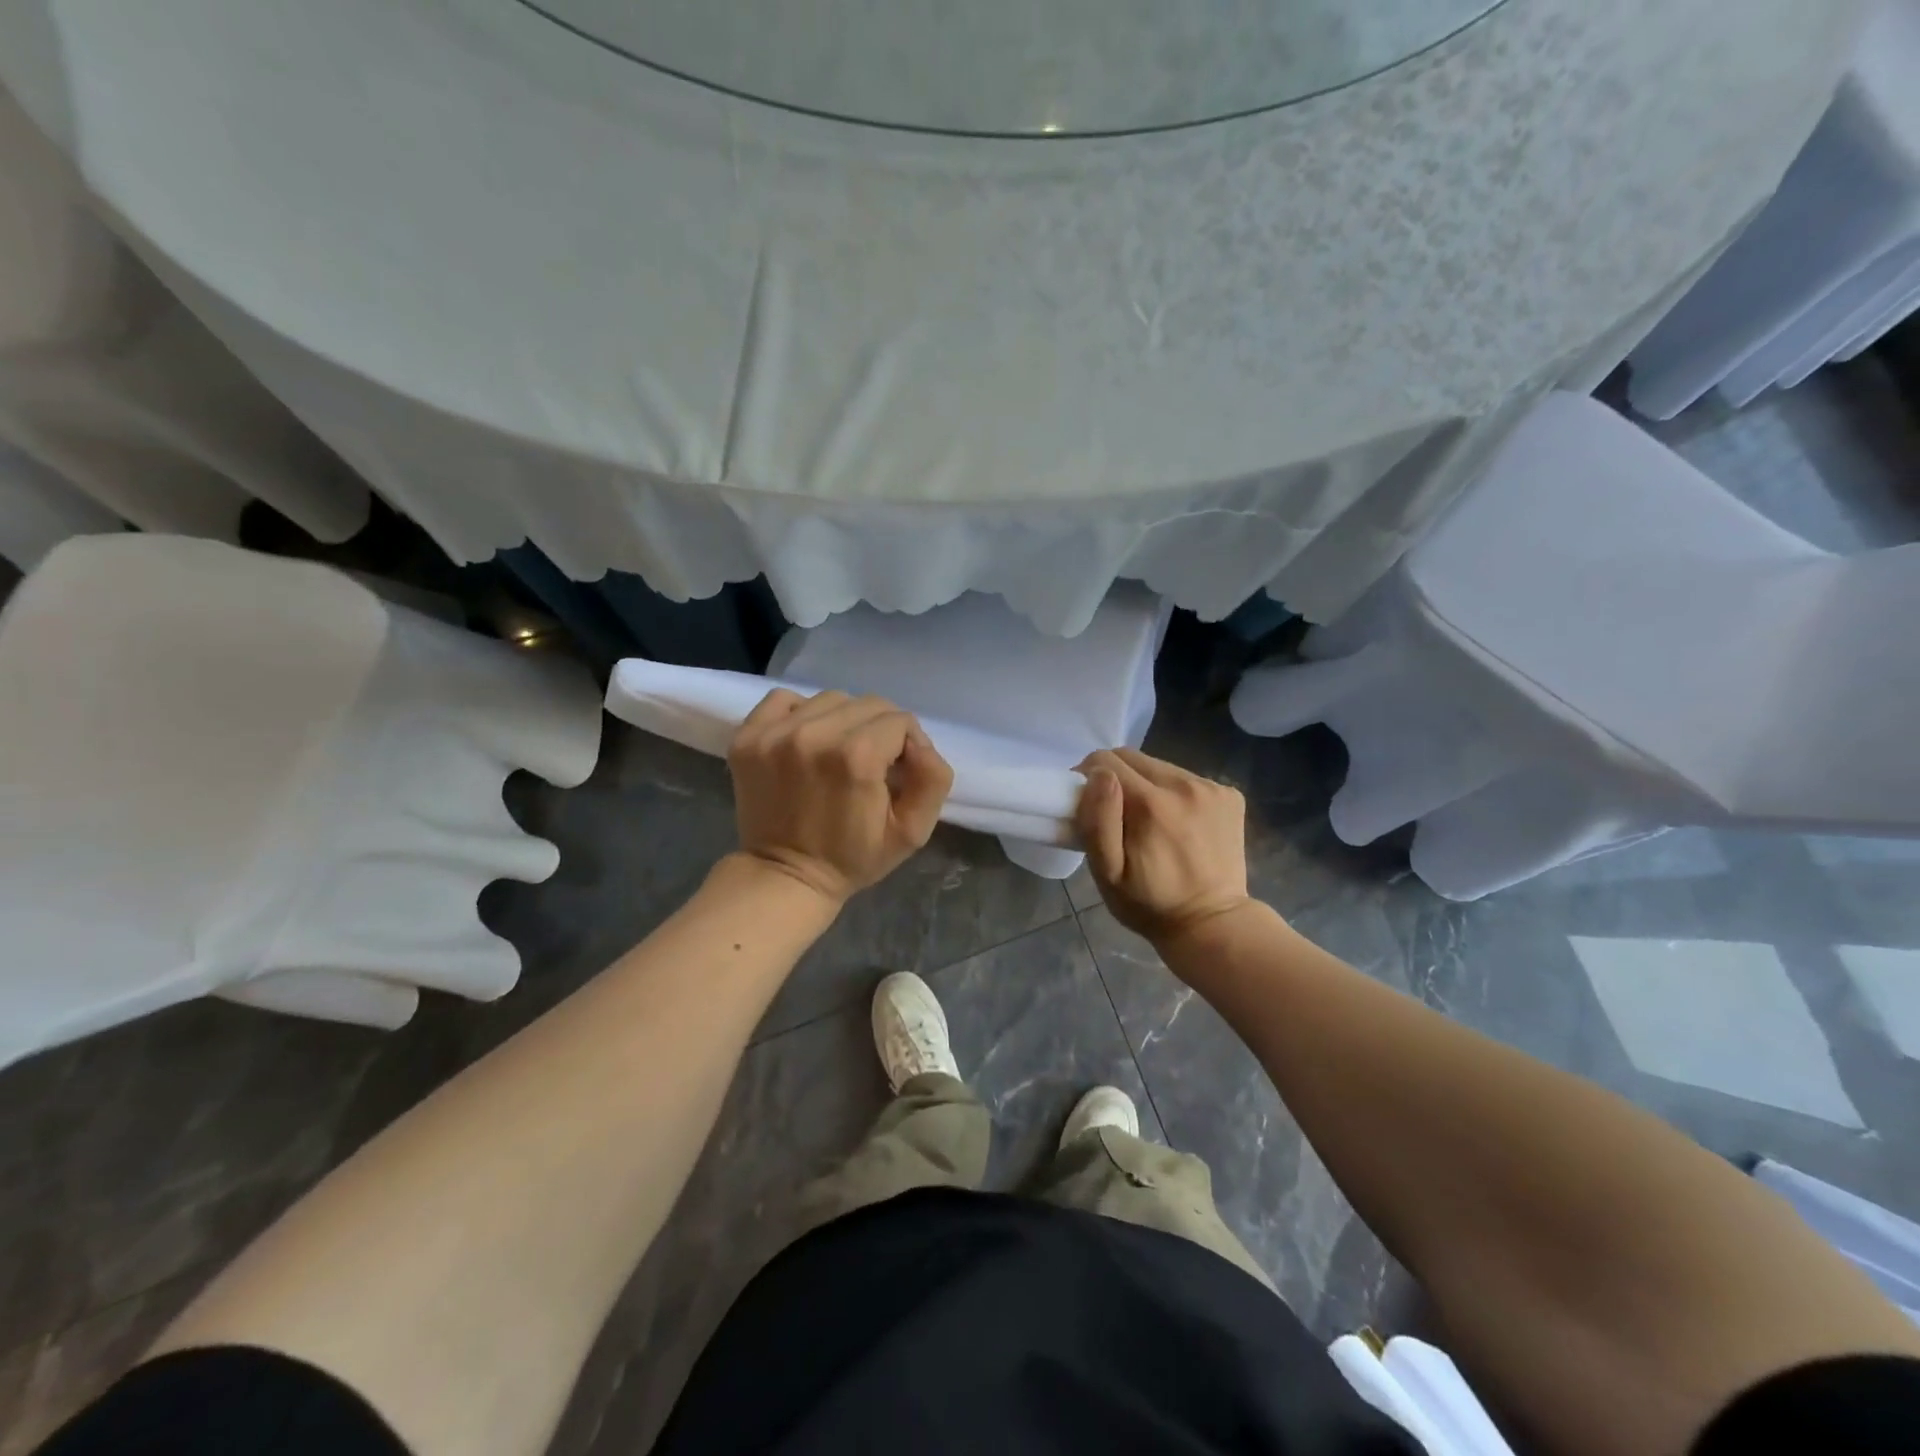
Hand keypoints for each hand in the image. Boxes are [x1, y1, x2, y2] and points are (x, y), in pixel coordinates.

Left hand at [728, 689, 953, 905]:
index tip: (899, 772)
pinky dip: (800, 713)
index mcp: (857, 756)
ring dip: (843, 721)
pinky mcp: (748, 737)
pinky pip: (784, 700)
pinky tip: (806, 741)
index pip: (900, 721)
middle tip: (872, 764)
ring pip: (830, 700)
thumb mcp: (913, 831)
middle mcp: (814, 734)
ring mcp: (775, 734)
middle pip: (868, 704)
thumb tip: (920, 743)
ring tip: (838, 753)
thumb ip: (933, 779)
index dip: (909, 745)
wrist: (786, 876)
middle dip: (880, 730)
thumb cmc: (853, 856)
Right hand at [1074, 748, 1253, 944]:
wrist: (1213, 924)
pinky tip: (1178, 825)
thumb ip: (1098, 820)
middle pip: (1133, 757)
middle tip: (1115, 813)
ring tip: (1148, 822)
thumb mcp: (1108, 874)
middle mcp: (1184, 785)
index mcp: (1150, 803)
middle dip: (1115, 778)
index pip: (1105, 761)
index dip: (1087, 777)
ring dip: (1146, 785)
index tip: (1087, 803)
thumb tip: (1099, 775)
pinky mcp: (1230, 795)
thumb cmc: (1150, 904)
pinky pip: (1187, 778)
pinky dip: (1174, 794)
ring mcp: (1212, 788)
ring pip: (1160, 766)